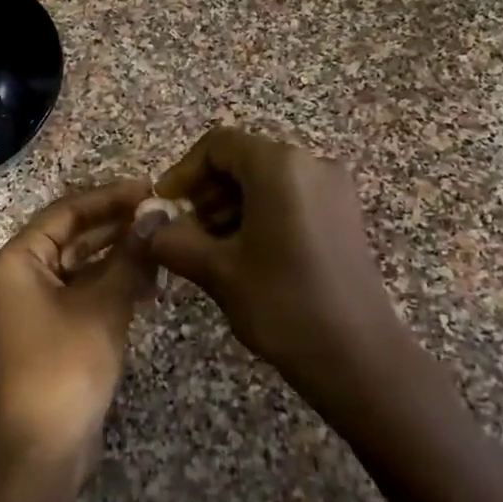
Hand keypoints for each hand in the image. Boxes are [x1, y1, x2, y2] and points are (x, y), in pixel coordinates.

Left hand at [0, 180, 157, 501]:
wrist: (43, 450)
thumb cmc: (66, 367)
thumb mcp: (104, 307)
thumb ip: (130, 256)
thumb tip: (157, 215)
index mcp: (18, 261)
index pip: (66, 212)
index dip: (109, 198)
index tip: (150, 190)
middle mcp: (20, 276)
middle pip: (72, 236)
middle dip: (117, 226)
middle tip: (163, 216)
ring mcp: (35, 305)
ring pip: (81, 265)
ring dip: (119, 256)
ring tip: (163, 247)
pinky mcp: (52, 329)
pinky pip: (83, 292)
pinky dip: (113, 285)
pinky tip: (150, 283)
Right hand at [143, 127, 406, 413]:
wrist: (358, 356)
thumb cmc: (282, 303)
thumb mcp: (217, 270)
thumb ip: (172, 240)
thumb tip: (144, 227)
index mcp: (280, 166)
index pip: (218, 145)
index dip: (183, 172)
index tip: (164, 208)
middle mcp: (311, 163)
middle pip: (243, 159)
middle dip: (206, 191)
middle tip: (184, 232)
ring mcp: (333, 189)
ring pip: (266, 180)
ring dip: (230, 205)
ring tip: (210, 249)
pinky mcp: (343, 215)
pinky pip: (291, 197)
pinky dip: (260, 214)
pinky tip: (245, 255)